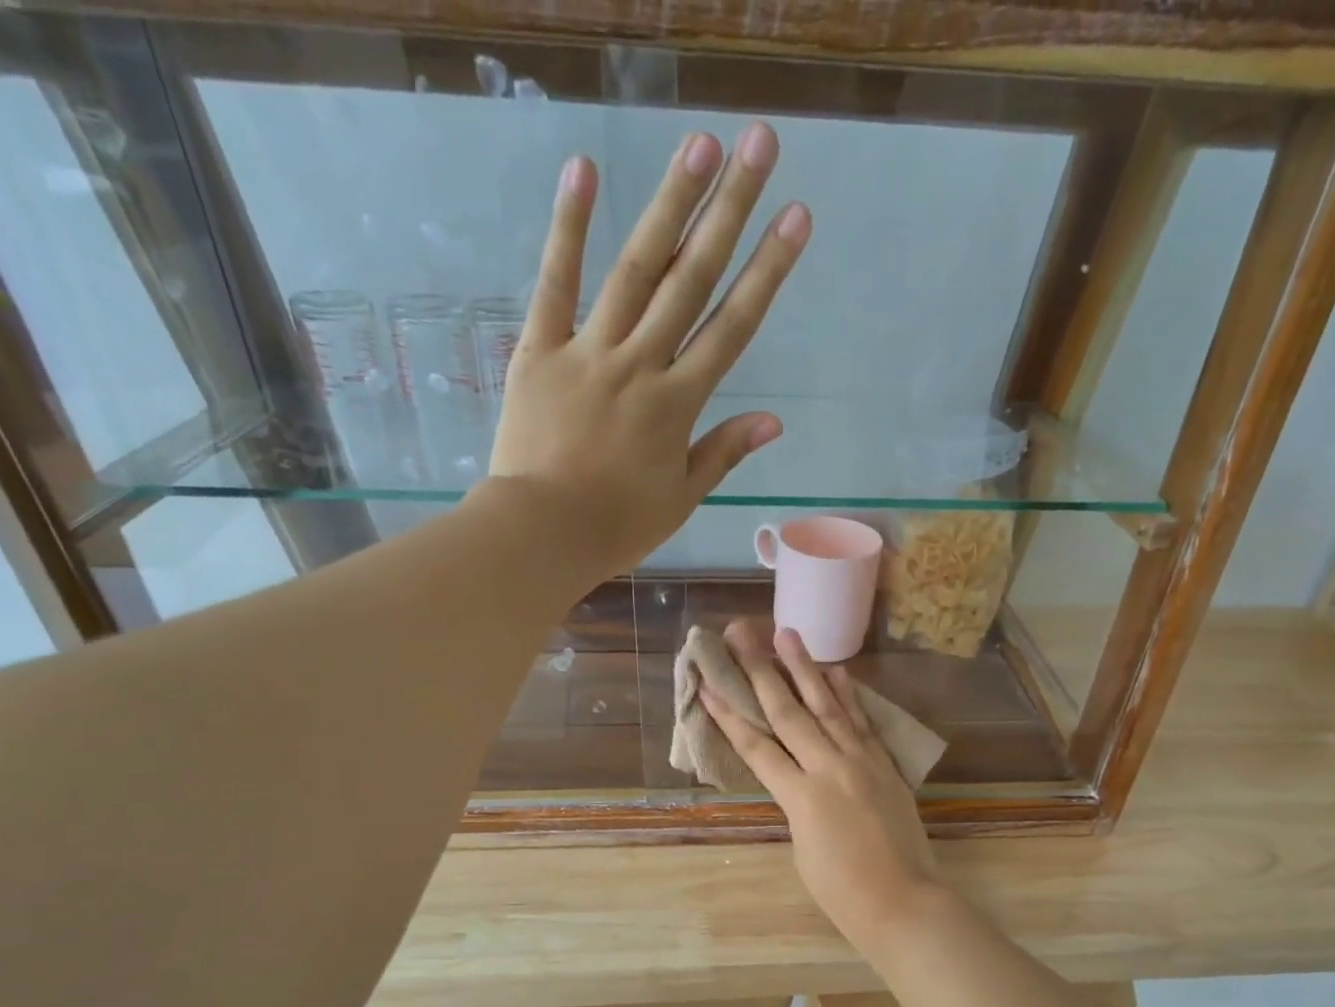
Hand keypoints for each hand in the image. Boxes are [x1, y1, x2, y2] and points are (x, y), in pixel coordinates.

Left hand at [488, 124, 809, 576]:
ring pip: (635, 270)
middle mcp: (641, 365)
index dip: (766, 271)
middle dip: (729, 210)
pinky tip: (585, 171)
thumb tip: (773, 421)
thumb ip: (723, 452)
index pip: (731, 327)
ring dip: (669, 204)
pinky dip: (568, 228)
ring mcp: (589, 351)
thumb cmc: (617, 525)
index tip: (795, 217)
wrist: (542, 532)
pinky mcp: (539, 350)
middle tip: (758, 144)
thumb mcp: (680, 497)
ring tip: (699, 144)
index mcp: (677, 404)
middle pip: (692, 280)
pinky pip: (555, 284)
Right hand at [700, 621, 945, 954]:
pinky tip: (837, 671)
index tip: (707, 683)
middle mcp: (829, 768)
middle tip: (742, 634)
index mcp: (800, 797)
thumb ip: (796, 803)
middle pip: (788, 713)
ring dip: (805, 668)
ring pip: (827, 707)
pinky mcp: (885, 766)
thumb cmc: (842, 892)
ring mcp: (862, 762)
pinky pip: (862, 723)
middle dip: (760, 671)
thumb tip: (797, 778)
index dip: (729, 715)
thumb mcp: (802, 847)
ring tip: (787, 634)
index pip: (756, 747)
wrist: (903, 903)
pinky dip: (848, 696)